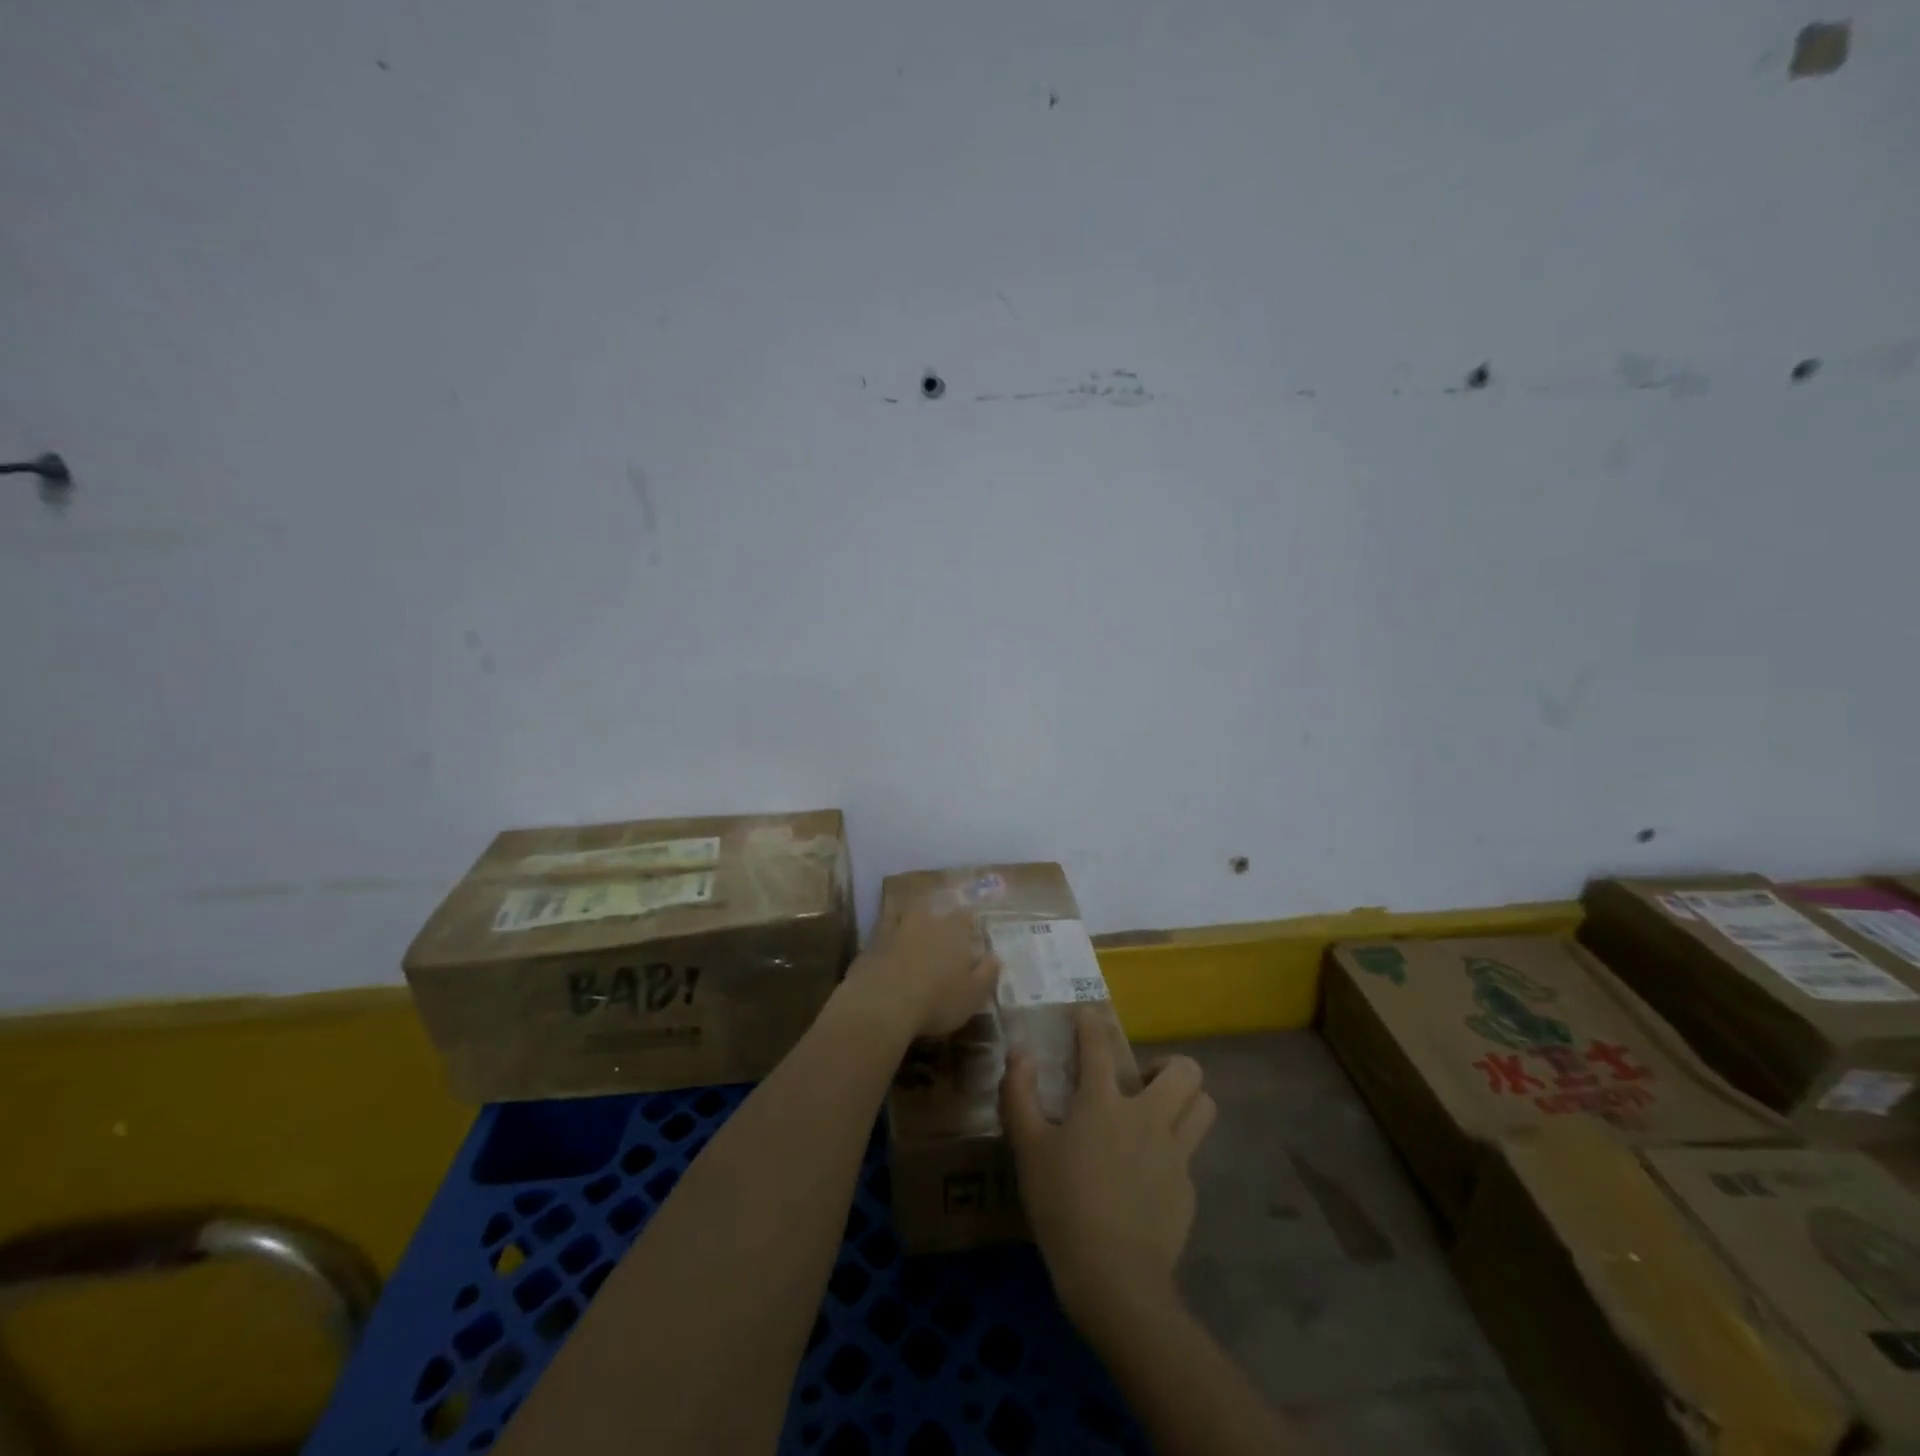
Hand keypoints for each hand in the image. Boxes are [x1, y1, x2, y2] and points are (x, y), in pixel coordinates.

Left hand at [843, 896, 999, 1037]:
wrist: (882, 1004)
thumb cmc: (936, 1002)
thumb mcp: (972, 996)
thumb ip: (987, 974)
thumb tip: (995, 956)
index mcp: (953, 933)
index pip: (965, 917)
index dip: (969, 920)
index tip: (972, 923)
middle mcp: (926, 922)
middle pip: (933, 907)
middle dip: (938, 911)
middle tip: (939, 919)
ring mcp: (896, 928)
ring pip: (905, 911)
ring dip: (910, 913)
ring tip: (913, 918)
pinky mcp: (872, 941)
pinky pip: (881, 926)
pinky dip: (886, 926)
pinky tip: (886, 933)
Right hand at [1002, 1007, 1215, 1326]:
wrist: (1115, 1280)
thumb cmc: (1063, 1206)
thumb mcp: (1027, 1150)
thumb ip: (1020, 1096)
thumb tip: (1019, 1056)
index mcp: (1104, 1103)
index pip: (1099, 1045)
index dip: (1092, 1023)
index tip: (1087, 1016)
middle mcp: (1148, 1117)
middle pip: (1185, 1070)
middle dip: (1168, 1064)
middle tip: (1142, 1081)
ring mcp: (1175, 1154)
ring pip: (1203, 1107)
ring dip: (1187, 1101)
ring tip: (1159, 1115)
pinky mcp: (1187, 1189)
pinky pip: (1189, 1155)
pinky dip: (1173, 1153)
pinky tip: (1148, 1177)